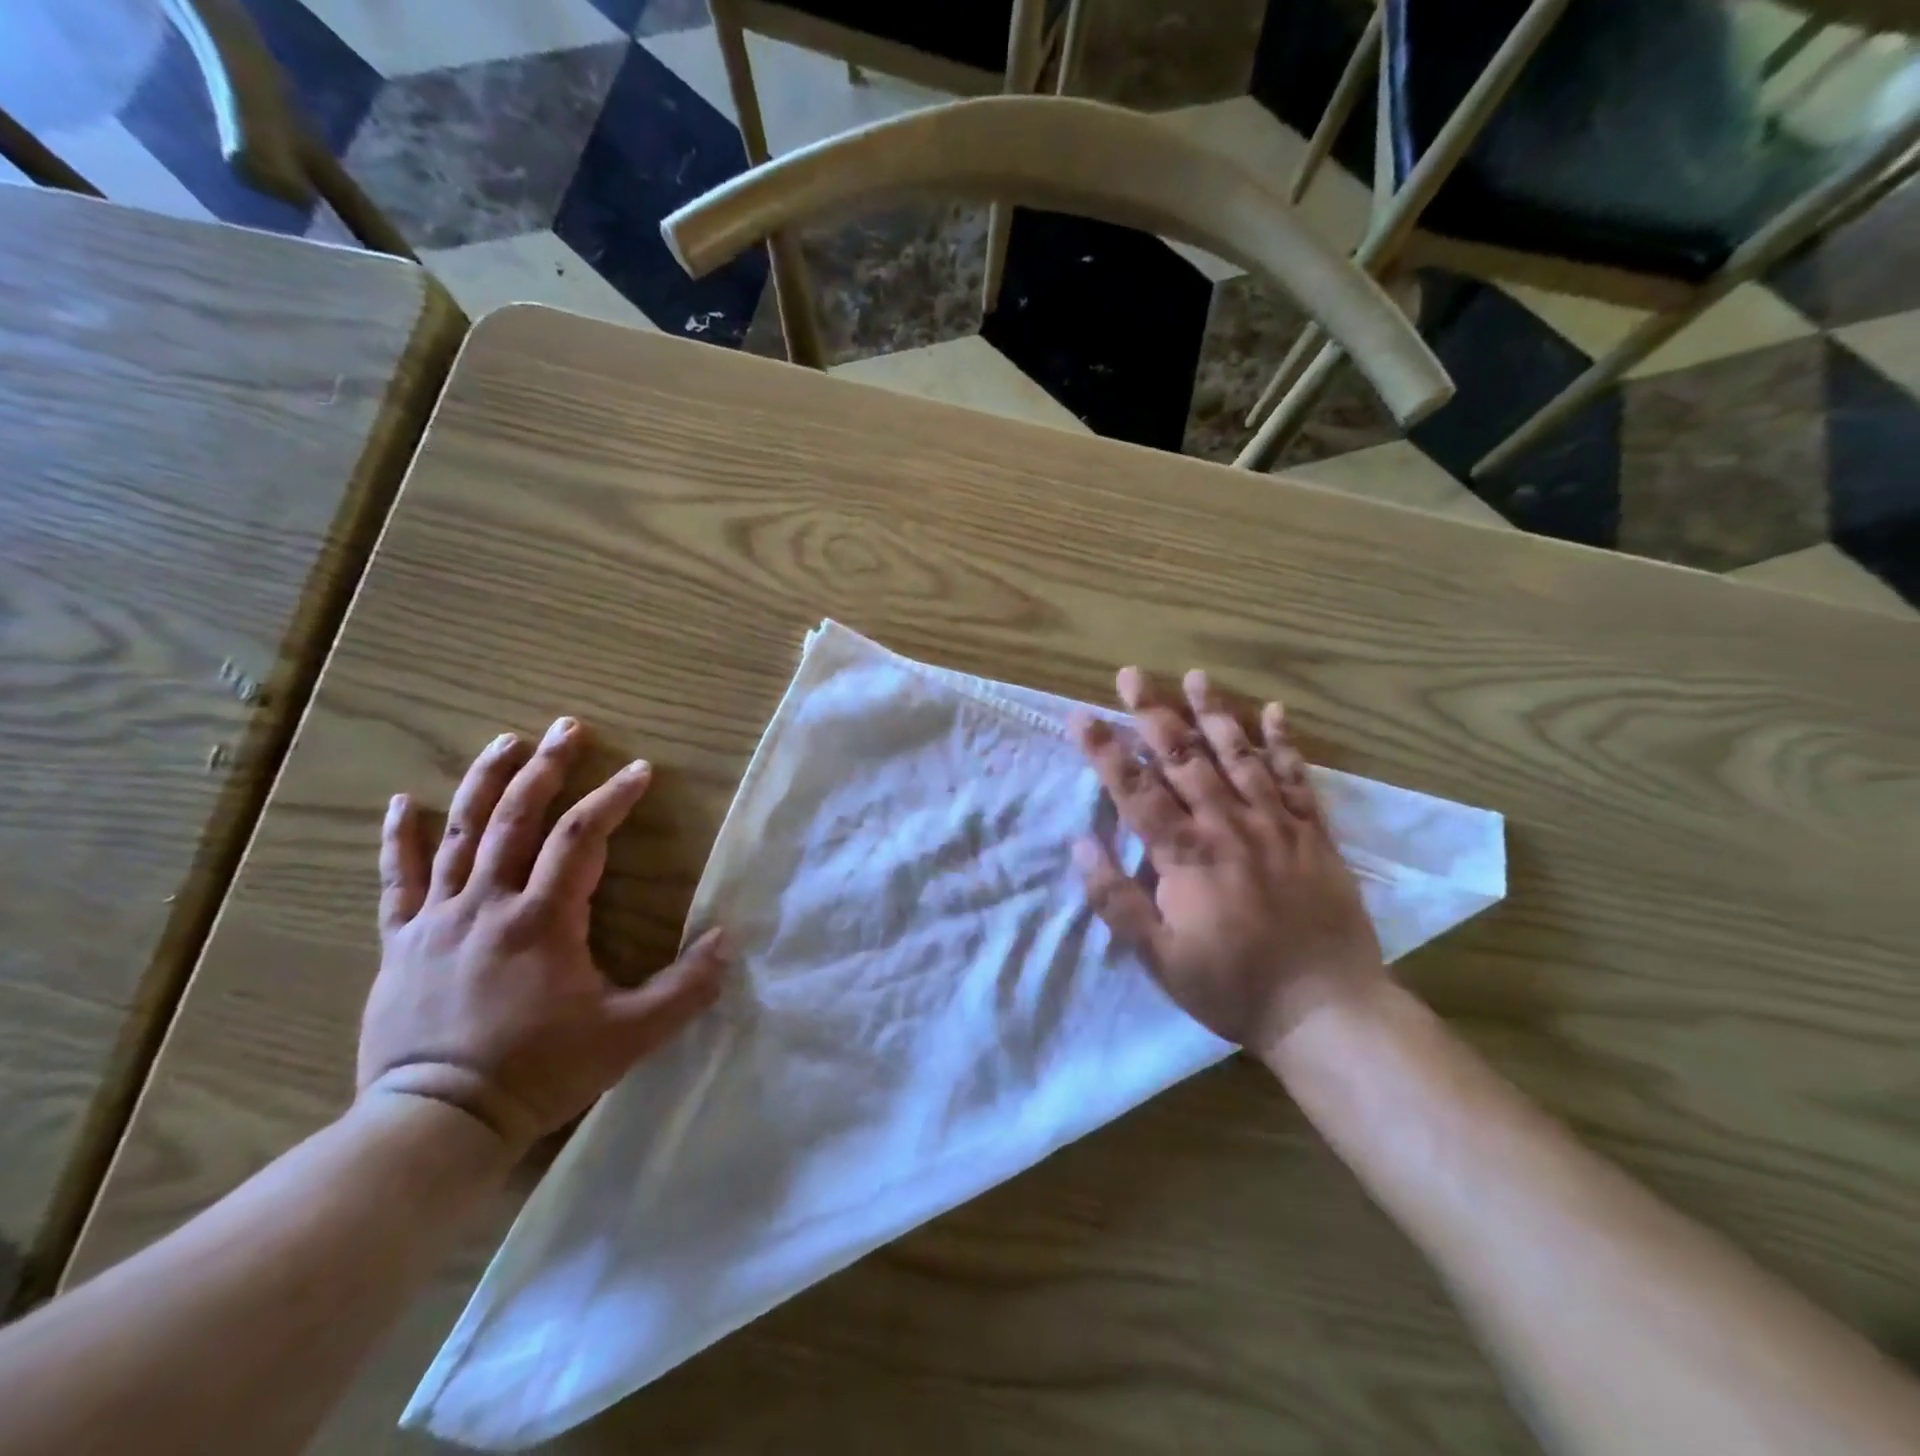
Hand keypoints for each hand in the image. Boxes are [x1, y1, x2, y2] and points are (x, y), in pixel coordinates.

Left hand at [360, 717, 726, 1157]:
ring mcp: (439, 919)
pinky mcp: (403, 941)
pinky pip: (399, 880)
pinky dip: (401, 838)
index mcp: (543, 920)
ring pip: (461, 833)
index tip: (640, 770)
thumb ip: (685, 988)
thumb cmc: (540, 1072)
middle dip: (548, 767)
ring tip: (506, 741)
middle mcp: (488, 903)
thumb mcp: (630, 1036)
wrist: (436, 1123)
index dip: (614, 797)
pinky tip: (403, 802)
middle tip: (570, 727)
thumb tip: (729, 940)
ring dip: (485, 781)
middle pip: (518, 817)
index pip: (582, 837)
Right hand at [1070, 669, 1385, 1059]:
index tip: (1080, 714)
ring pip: (1238, 756)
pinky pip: (1297, 778)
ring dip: (1213, 714)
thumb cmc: (1232, 986)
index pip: (1135, 790)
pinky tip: (1273, 712)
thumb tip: (1080, 843)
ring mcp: (1275, 825)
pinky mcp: (1314, 834)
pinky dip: (1284, 743)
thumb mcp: (1158, 957)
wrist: (1326, 1009)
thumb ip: (1116, 900)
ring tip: (1195, 676)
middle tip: (1132, 674)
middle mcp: (1228, 825)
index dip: (1104, 749)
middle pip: (1184, 759)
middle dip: (1153, 713)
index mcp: (1186, 855)